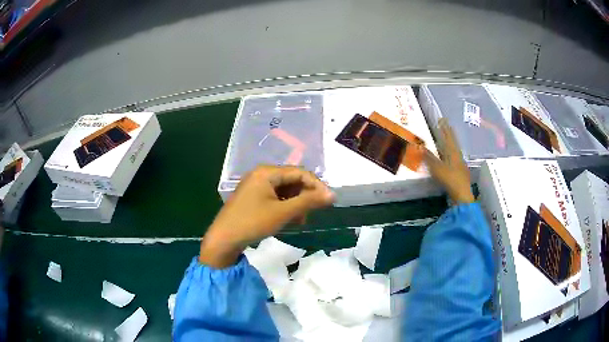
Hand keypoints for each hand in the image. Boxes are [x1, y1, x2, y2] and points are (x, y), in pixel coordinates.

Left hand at [200, 165, 334, 267]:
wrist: (224, 239)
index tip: (329, 201)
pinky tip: (289, 220)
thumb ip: (308, 201)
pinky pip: (275, 197)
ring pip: (284, 190)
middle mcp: (261, 174)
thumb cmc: (253, 222)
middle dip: (305, 196)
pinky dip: (285, 207)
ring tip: (300, 220)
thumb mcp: (283, 212)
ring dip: (296, 203)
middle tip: (313, 212)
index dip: (316, 185)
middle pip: (291, 180)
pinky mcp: (253, 197)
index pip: (299, 172)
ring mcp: (255, 186)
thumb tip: (332, 194)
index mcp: (267, 172)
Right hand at [424, 118, 474, 203]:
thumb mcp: (437, 168)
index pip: (448, 137)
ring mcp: (460, 165)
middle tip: (445, 126)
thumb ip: (428, 157)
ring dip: (450, 144)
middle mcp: (458, 156)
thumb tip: (420, 146)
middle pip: (453, 142)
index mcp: (453, 152)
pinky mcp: (460, 173)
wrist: (462, 195)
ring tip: (446, 140)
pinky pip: (454, 159)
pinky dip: (450, 154)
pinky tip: (448, 158)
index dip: (445, 128)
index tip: (442, 120)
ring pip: (454, 150)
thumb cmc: (450, 180)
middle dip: (448, 134)